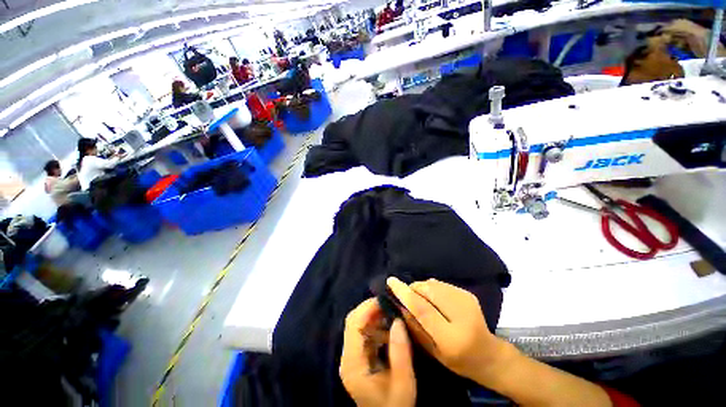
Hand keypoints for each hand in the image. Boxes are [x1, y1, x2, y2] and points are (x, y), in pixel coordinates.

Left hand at [340, 298, 415, 406]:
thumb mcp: (403, 383)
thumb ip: (401, 352)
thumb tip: (398, 320)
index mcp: (352, 363)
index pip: (353, 324)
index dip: (367, 308)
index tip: (385, 300)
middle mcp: (347, 357)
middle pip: (353, 322)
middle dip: (371, 310)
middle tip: (391, 305)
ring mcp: (352, 357)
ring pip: (359, 325)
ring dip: (375, 317)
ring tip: (393, 314)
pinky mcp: (359, 357)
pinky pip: (365, 334)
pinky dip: (377, 326)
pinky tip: (390, 328)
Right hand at [386, 277, 514, 385]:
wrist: (488, 354)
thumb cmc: (457, 360)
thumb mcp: (431, 350)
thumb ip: (414, 325)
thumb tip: (399, 302)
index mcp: (450, 337)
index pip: (422, 308)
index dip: (404, 293)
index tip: (391, 281)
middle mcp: (460, 314)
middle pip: (427, 290)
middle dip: (413, 288)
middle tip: (406, 294)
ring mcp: (466, 300)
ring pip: (433, 284)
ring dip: (422, 287)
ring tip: (421, 298)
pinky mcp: (467, 293)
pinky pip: (440, 284)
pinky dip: (431, 288)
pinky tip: (434, 299)